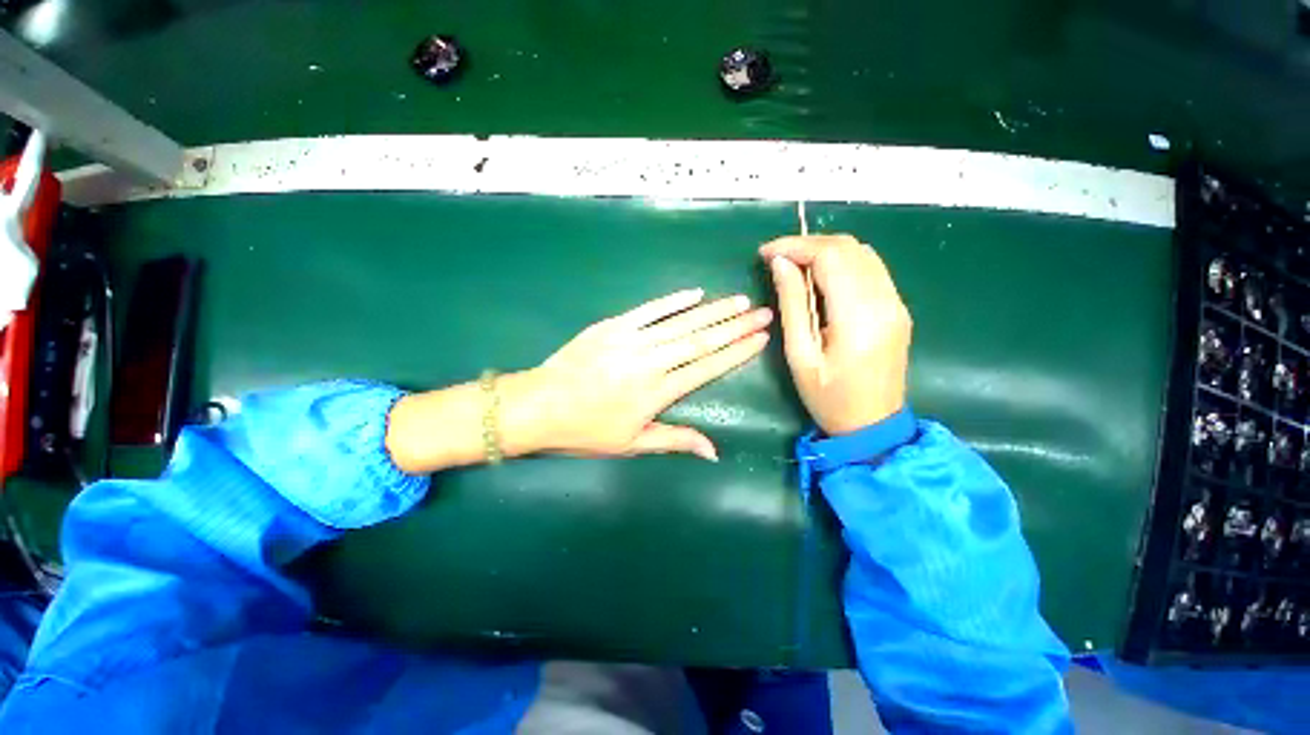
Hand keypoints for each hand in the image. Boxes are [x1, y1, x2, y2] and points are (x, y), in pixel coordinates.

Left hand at [508, 289, 772, 460]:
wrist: (539, 405)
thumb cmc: (586, 430)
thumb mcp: (632, 444)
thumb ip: (675, 441)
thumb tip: (714, 452)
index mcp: (658, 392)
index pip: (707, 367)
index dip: (736, 352)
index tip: (760, 338)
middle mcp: (651, 361)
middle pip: (701, 340)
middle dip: (736, 325)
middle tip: (763, 312)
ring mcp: (631, 339)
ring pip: (681, 322)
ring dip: (713, 310)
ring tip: (739, 301)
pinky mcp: (613, 325)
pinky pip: (649, 309)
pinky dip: (673, 301)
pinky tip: (695, 293)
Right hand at [760, 235, 911, 435]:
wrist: (873, 425)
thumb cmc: (828, 397)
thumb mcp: (800, 355)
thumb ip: (792, 304)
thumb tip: (780, 263)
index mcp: (858, 317)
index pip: (830, 256)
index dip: (795, 246)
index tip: (765, 254)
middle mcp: (885, 301)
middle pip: (848, 248)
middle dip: (808, 245)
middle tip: (776, 259)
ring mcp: (896, 303)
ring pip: (862, 253)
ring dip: (825, 251)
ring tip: (794, 266)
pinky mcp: (897, 308)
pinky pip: (870, 269)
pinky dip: (842, 263)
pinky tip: (821, 278)